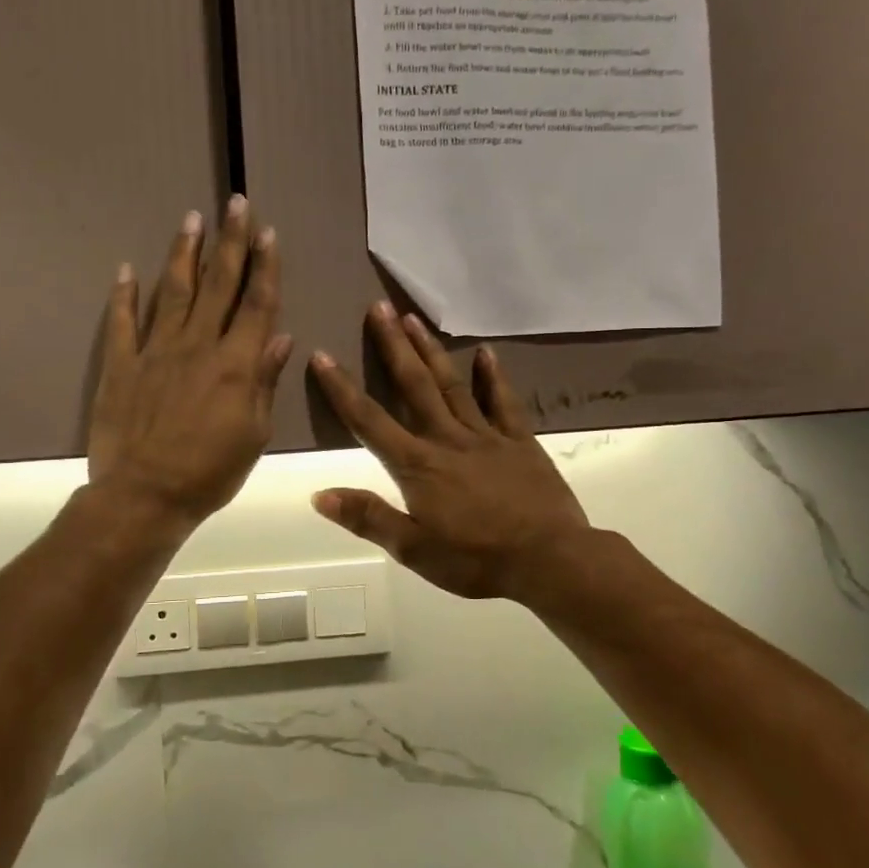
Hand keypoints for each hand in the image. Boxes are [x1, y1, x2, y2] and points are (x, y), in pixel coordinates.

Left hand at [88, 198, 291, 528]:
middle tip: (236, 203)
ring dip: (185, 253)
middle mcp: (197, 346)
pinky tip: (127, 269)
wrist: (145, 496)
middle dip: (230, 242)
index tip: (268, 233)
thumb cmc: (210, 472)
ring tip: (192, 218)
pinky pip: (122, 322)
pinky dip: (124, 295)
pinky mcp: (121, 364)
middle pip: (218, 284)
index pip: (256, 304)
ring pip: (173, 291)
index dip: (264, 266)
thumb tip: (279, 337)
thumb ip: (264, 381)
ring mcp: (155, 351)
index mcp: (235, 364)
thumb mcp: (254, 433)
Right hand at [309, 303, 590, 601]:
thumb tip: (319, 494)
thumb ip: (368, 518)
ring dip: (430, 350)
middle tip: (378, 307)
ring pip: (452, 384)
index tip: (322, 355)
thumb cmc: (476, 559)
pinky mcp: (519, 440)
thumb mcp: (414, 549)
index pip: (369, 421)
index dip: (342, 388)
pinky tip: (485, 352)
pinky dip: (493, 376)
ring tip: (413, 317)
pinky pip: (503, 402)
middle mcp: (447, 438)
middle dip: (392, 346)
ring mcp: (486, 435)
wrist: (549, 560)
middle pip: (414, 385)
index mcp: (417, 465)